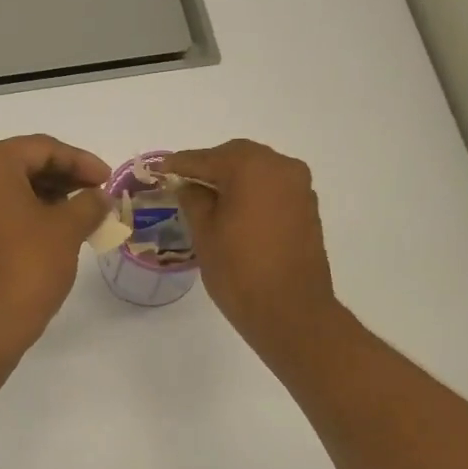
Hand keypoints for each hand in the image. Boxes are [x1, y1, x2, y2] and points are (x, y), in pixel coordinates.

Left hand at [0, 135, 110, 348]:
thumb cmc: (27, 265)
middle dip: (63, 177)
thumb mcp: (67, 229)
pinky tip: (55, 229)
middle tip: (97, 193)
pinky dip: (26, 214)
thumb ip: (88, 204)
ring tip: (82, 212)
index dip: (80, 161)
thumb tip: (99, 197)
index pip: (42, 149)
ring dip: (47, 196)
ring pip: (10, 189)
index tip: (108, 178)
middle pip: (22, 165)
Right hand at [164, 139, 338, 354]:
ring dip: (233, 179)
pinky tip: (235, 210)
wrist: (291, 311)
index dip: (180, 164)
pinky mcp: (307, 209)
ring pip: (259, 171)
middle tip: (183, 182)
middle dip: (210, 167)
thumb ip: (194, 200)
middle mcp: (281, 167)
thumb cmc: (240, 271)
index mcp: (252, 167)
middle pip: (238, 157)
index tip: (160, 169)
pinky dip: (252, 193)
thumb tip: (189, 185)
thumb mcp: (205, 233)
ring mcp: (299, 188)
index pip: (207, 158)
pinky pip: (273, 189)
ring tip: (207, 197)